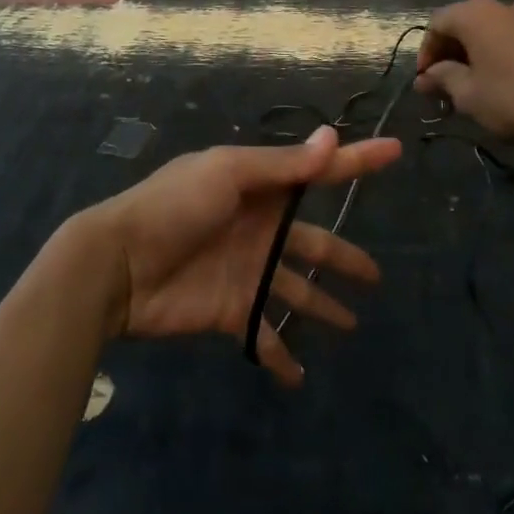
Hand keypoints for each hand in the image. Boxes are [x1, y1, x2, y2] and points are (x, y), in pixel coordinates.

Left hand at [79, 126, 400, 385]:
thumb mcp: (228, 173)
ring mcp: (246, 271)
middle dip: (343, 255)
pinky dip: (279, 356)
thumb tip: (332, 137)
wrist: (119, 265)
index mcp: (258, 186)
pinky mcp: (230, 311)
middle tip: (375, 276)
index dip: (356, 161)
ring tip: (352, 324)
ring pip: (295, 289)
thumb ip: (282, 165)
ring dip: (321, 306)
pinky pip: (263, 336)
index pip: (317, 171)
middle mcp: (258, 227)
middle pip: (313, 241)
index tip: (395, 151)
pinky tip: (299, 375)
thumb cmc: (173, 207)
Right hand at [415, 0, 513, 148]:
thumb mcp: (470, 97)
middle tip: (448, 84)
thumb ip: (443, 80)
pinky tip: (513, 79)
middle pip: (466, 23)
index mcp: (476, 15)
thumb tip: (426, 77)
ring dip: (480, 52)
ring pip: (495, 29)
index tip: (426, 81)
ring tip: (480, 83)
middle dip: (452, 52)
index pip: (437, 24)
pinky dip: (507, 52)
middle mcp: (504, 5)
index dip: (426, 52)